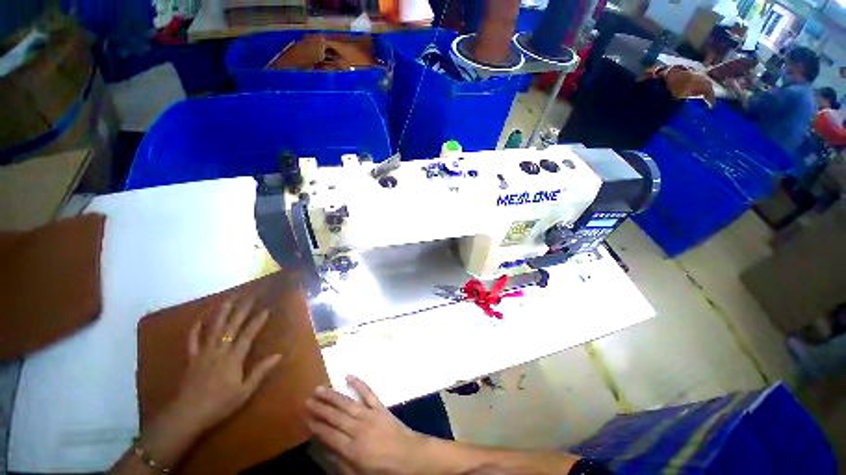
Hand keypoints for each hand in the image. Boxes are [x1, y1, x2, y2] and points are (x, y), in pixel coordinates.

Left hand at [169, 299, 281, 432]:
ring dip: (221, 312)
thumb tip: (279, 355)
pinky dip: (197, 326)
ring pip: (213, 327)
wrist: (187, 414)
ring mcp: (203, 352)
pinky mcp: (191, 357)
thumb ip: (261, 371)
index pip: (248, 334)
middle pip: (231, 326)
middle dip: (242, 310)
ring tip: (229, 298)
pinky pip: (193, 338)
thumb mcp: (245, 391)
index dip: (257, 321)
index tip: (266, 309)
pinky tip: (201, 317)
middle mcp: (219, 350)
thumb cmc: (220, 404)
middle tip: (249, 296)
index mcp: (234, 358)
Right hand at [306, 376, 429, 474]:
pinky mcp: (380, 406)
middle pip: (335, 416)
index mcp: (351, 449)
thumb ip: (340, 463)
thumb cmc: (383, 469)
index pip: (329, 435)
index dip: (316, 426)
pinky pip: (368, 392)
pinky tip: (349, 376)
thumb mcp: (358, 474)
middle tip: (308, 400)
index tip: (306, 418)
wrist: (408, 455)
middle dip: (320, 408)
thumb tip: (325, 450)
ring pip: (347, 403)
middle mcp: (358, 428)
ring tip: (320, 388)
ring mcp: (369, 414)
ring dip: (332, 395)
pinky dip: (358, 383)